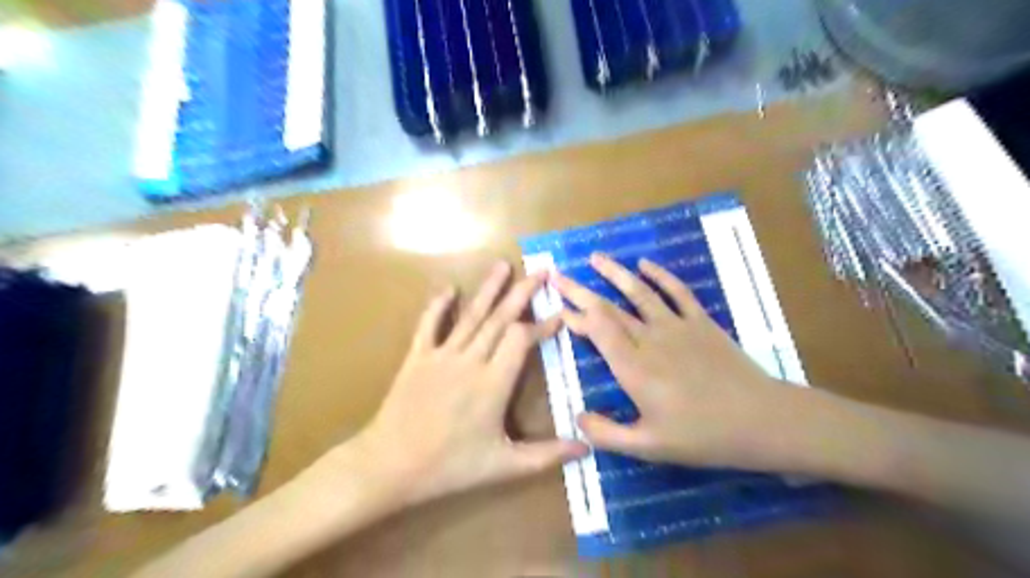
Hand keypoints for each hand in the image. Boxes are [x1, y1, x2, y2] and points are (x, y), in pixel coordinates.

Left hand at [355, 262, 587, 505]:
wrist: (390, 465)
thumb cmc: (450, 466)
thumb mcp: (504, 466)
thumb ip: (547, 454)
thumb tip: (587, 447)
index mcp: (493, 383)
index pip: (522, 340)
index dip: (542, 326)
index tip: (560, 315)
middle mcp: (470, 360)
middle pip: (500, 318)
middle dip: (523, 293)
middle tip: (541, 271)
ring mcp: (441, 355)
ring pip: (470, 315)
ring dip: (488, 289)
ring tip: (503, 265)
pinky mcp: (417, 357)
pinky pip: (429, 325)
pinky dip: (438, 306)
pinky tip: (449, 289)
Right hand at [557, 255, 789, 471]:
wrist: (762, 420)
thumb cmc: (703, 436)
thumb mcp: (650, 447)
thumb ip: (608, 434)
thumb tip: (577, 418)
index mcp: (634, 368)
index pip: (597, 331)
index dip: (576, 315)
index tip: (558, 305)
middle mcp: (649, 339)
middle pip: (609, 309)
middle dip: (580, 291)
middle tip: (558, 275)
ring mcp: (676, 326)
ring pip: (639, 292)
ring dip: (615, 273)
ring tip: (595, 257)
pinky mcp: (701, 321)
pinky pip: (677, 291)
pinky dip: (660, 275)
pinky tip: (645, 263)